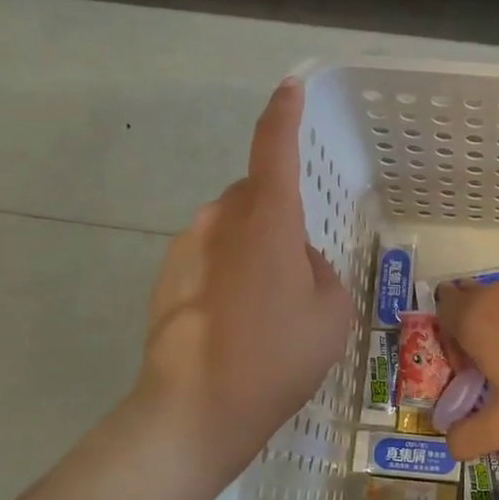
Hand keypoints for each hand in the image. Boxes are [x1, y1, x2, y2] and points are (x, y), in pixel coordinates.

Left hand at [135, 79, 354, 487]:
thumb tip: (298, 261)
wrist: (195, 411)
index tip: (289, 88)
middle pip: (254, 195)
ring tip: (268, 306)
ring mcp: (186, 248)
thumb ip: (320, 270)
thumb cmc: (276, 358)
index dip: (283, 115)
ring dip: (253, 248)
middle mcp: (220, 220)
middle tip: (299, 269)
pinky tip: (238, 321)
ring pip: (231, 228)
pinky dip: (229, 272)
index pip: (274, 149)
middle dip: (277, 216)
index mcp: (266, 221)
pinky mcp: (167, 277)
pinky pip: (210, 256)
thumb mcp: (332, 313)